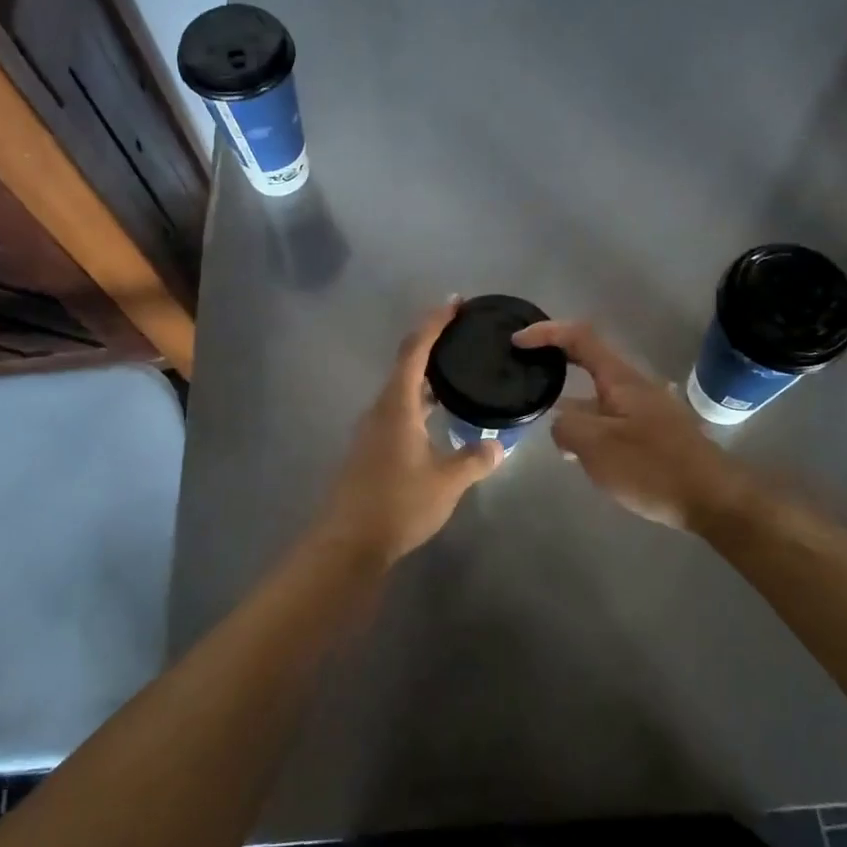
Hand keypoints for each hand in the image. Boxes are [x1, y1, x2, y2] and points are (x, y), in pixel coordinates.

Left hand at [311, 302, 502, 569]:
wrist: (348, 544)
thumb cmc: (398, 505)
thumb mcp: (446, 482)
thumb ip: (475, 460)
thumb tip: (499, 446)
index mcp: (397, 405)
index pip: (415, 351)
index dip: (434, 323)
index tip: (455, 303)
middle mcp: (381, 409)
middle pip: (406, 364)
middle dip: (432, 343)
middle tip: (463, 333)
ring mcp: (372, 430)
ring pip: (402, 389)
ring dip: (426, 375)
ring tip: (457, 370)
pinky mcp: (370, 449)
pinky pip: (398, 410)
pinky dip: (420, 400)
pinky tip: (438, 415)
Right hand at [513, 319, 754, 531]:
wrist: (713, 499)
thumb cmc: (653, 467)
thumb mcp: (596, 447)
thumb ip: (566, 428)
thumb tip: (560, 424)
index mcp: (620, 379)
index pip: (580, 338)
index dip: (547, 333)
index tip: (517, 342)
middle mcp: (635, 386)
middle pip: (589, 363)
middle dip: (557, 365)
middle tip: (527, 376)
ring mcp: (647, 411)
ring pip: (599, 398)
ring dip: (572, 406)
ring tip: (546, 427)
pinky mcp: (654, 435)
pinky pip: (612, 421)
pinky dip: (590, 428)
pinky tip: (579, 454)